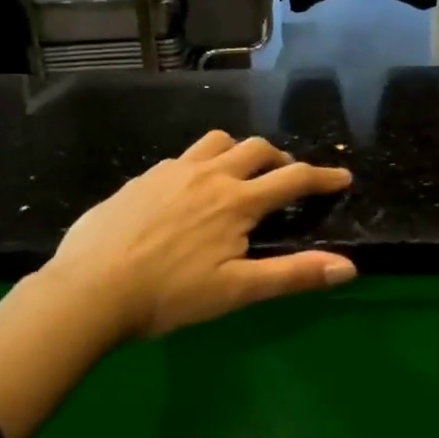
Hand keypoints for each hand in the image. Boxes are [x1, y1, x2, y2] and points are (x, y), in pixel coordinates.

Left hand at [42, 130, 355, 340]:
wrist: (89, 289)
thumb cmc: (169, 295)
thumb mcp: (237, 291)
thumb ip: (294, 275)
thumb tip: (349, 267)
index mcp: (237, 201)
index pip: (293, 179)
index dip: (323, 177)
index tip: (343, 176)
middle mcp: (209, 175)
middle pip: (257, 149)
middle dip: (281, 159)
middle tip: (289, 178)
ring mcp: (172, 171)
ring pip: (217, 142)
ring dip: (240, 151)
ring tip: (241, 172)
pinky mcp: (143, 178)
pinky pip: (183, 157)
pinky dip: (203, 163)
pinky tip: (190, 188)